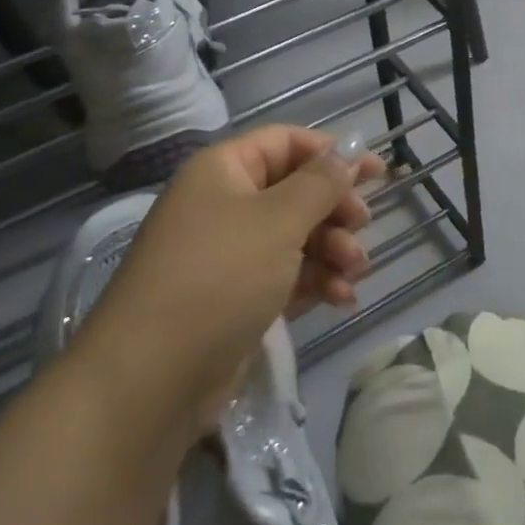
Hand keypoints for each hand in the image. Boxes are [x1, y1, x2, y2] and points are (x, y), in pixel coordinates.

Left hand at [69, 126, 385, 441]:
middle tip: (362, 227)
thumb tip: (349, 150)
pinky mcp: (235, 299)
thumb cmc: (218, 278)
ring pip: (295, 236)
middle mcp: (224, 205)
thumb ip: (321, 183)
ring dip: (331, 249)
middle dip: (334, 209)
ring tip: (355, 272)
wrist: (149, 382)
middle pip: (294, 190)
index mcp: (224, 171)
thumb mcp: (278, 221)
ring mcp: (228, 255)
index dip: (331, 152)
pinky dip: (314, 281)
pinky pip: (285, 275)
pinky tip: (340, 299)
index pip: (286, 142)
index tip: (375, 173)